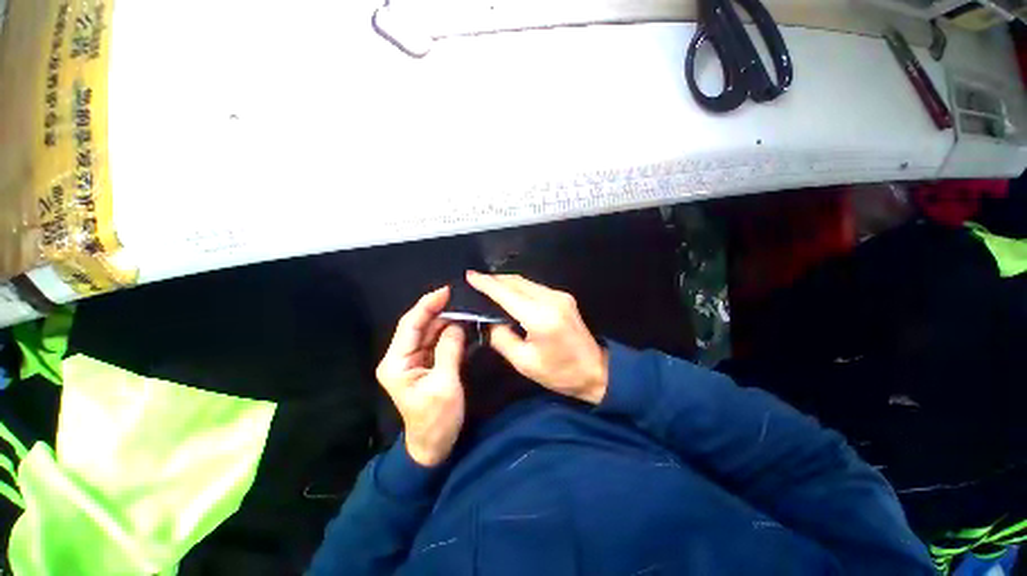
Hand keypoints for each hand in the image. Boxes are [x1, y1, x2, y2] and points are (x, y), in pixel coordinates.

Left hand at [376, 287, 466, 466]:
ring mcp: (413, 360)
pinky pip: (436, 342)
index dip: (427, 305)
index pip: (410, 325)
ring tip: (464, 309)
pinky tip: (461, 324)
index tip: (446, 291)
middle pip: (419, 326)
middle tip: (461, 298)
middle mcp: (401, 357)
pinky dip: (448, 332)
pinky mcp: (425, 363)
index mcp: (396, 362)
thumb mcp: (445, 384)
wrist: (434, 445)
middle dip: (438, 311)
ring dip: (445, 321)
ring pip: (429, 332)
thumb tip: (457, 324)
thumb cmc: (436, 419)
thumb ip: (449, 351)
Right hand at [466, 271, 608, 404]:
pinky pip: (535, 287)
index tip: (469, 275)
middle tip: (476, 281)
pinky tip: (510, 294)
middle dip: (495, 279)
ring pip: (526, 282)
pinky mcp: (564, 297)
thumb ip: (502, 338)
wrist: (596, 370)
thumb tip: (489, 320)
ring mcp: (560, 296)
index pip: (506, 293)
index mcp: (540, 317)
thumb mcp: (524, 362)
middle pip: (516, 282)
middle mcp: (551, 300)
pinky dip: (519, 288)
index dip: (486, 283)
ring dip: (507, 282)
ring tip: (489, 287)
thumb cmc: (559, 372)